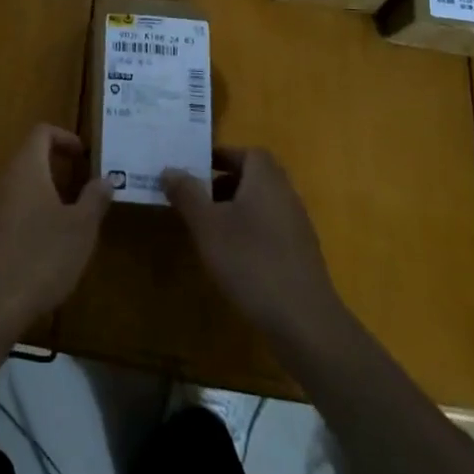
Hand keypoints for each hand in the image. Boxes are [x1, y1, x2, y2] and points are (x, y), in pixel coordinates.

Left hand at [0, 124, 111, 343]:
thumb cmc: (43, 256)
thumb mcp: (81, 228)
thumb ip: (94, 198)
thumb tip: (105, 179)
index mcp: (26, 168)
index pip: (42, 132)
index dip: (65, 138)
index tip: (85, 157)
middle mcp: (3, 178)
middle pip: (30, 158)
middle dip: (59, 168)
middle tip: (85, 190)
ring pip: (21, 185)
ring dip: (46, 193)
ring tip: (72, 218)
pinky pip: (11, 208)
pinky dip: (31, 213)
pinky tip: (47, 243)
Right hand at [162, 148, 346, 355]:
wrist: (304, 321)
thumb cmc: (251, 261)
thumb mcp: (207, 225)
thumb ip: (187, 193)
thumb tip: (169, 169)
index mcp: (266, 179)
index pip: (247, 153)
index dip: (221, 157)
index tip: (195, 169)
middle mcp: (286, 195)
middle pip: (253, 177)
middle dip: (223, 183)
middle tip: (195, 197)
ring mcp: (296, 226)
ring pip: (260, 204)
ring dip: (234, 209)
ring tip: (207, 228)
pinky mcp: (299, 255)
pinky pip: (269, 229)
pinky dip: (248, 232)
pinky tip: (232, 257)